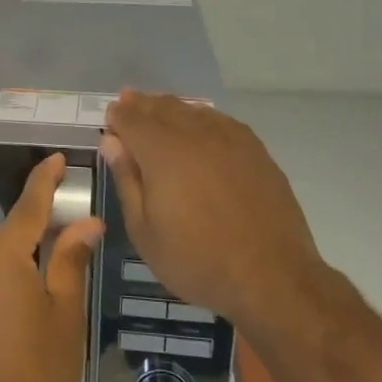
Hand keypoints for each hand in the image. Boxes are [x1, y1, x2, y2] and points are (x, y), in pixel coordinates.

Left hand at [0, 153, 103, 381]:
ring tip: (66, 256)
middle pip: (15, 227)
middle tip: (81, 221)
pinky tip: (37, 283)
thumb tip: (87, 223)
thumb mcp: (65, 312)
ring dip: (30, 248)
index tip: (60, 158)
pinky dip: (14, 267)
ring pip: (2, 250)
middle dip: (45, 220)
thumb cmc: (36, 370)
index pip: (29, 203)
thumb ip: (71, 259)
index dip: (46, 179)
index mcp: (1, 252)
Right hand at [101, 91, 325, 322]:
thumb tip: (111, 142)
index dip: (118, 115)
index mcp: (162, 153)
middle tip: (128, 103)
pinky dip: (202, 116)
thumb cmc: (196, 260)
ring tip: (159, 110)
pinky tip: (199, 124)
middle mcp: (195, 135)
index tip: (109, 117)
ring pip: (192, 110)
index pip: (132, 119)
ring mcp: (230, 140)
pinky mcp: (255, 150)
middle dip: (141, 105)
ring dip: (170, 107)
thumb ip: (126, 180)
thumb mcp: (144, 230)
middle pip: (162, 108)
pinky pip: (221, 120)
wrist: (271, 277)